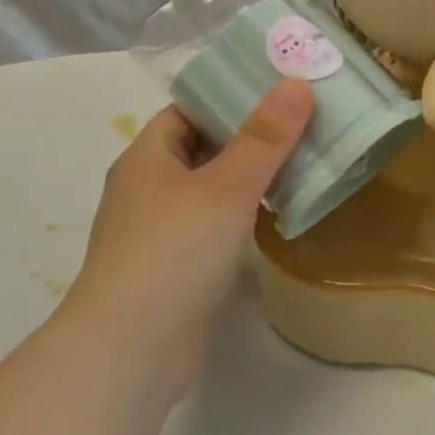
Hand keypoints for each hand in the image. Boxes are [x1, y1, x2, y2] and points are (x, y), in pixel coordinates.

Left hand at [58, 81, 314, 402]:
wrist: (131, 351)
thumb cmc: (174, 252)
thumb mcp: (227, 186)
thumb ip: (265, 137)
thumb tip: (297, 83)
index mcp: (147, 158)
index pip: (188, 109)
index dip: (230, 96)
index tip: (280, 90)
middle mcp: (147, 189)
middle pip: (203, 147)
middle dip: (250, 135)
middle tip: (304, 122)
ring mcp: (158, 232)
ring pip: (210, 188)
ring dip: (250, 176)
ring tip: (303, 161)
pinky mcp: (175, 267)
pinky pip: (214, 224)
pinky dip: (244, 213)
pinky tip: (278, 214)